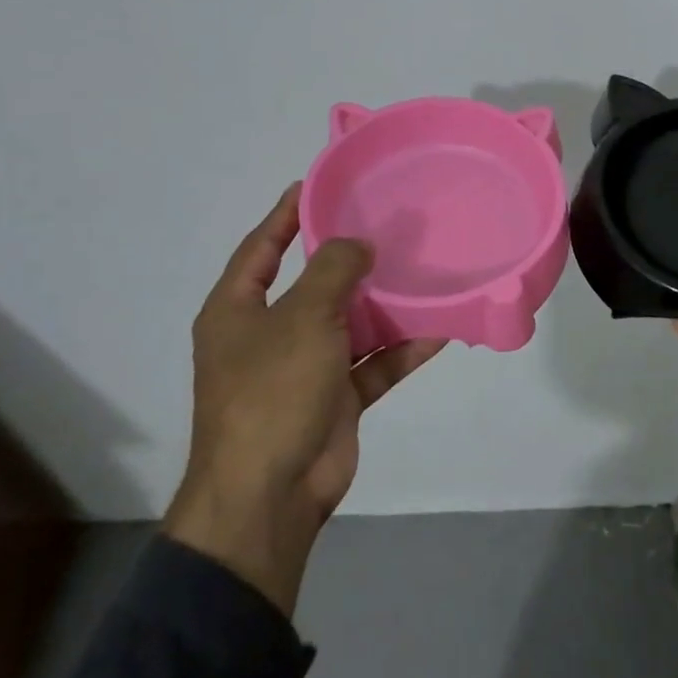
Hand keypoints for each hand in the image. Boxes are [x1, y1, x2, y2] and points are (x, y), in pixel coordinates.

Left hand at [165, 183, 444, 611]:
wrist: (270, 493)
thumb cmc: (272, 391)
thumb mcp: (302, 317)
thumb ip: (333, 271)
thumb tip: (359, 244)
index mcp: (237, 312)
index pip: (261, 248)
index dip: (286, 215)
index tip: (317, 184)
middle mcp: (268, 336)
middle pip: (313, 286)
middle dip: (349, 260)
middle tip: (390, 227)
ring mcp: (303, 370)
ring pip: (350, 325)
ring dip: (383, 305)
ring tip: (422, 272)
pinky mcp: (334, 400)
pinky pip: (372, 364)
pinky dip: (401, 350)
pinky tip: (439, 330)